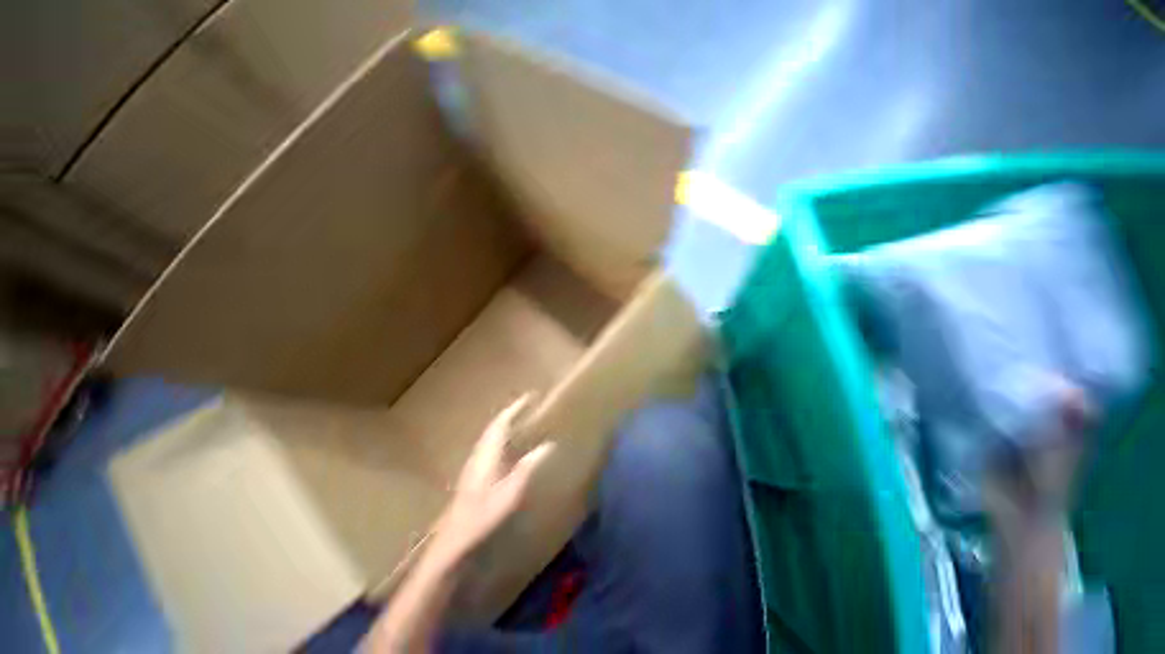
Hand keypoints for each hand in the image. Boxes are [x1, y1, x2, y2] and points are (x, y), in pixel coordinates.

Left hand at [431, 395, 553, 563]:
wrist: (453, 538)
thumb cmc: (482, 515)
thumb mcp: (510, 492)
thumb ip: (529, 466)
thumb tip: (549, 445)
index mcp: (487, 452)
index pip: (502, 422)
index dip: (516, 407)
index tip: (530, 396)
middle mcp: (479, 452)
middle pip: (495, 425)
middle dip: (511, 411)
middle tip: (528, 404)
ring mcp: (475, 461)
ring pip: (491, 434)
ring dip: (505, 422)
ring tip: (521, 418)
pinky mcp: (474, 471)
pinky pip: (490, 443)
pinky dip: (501, 435)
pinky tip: (508, 444)